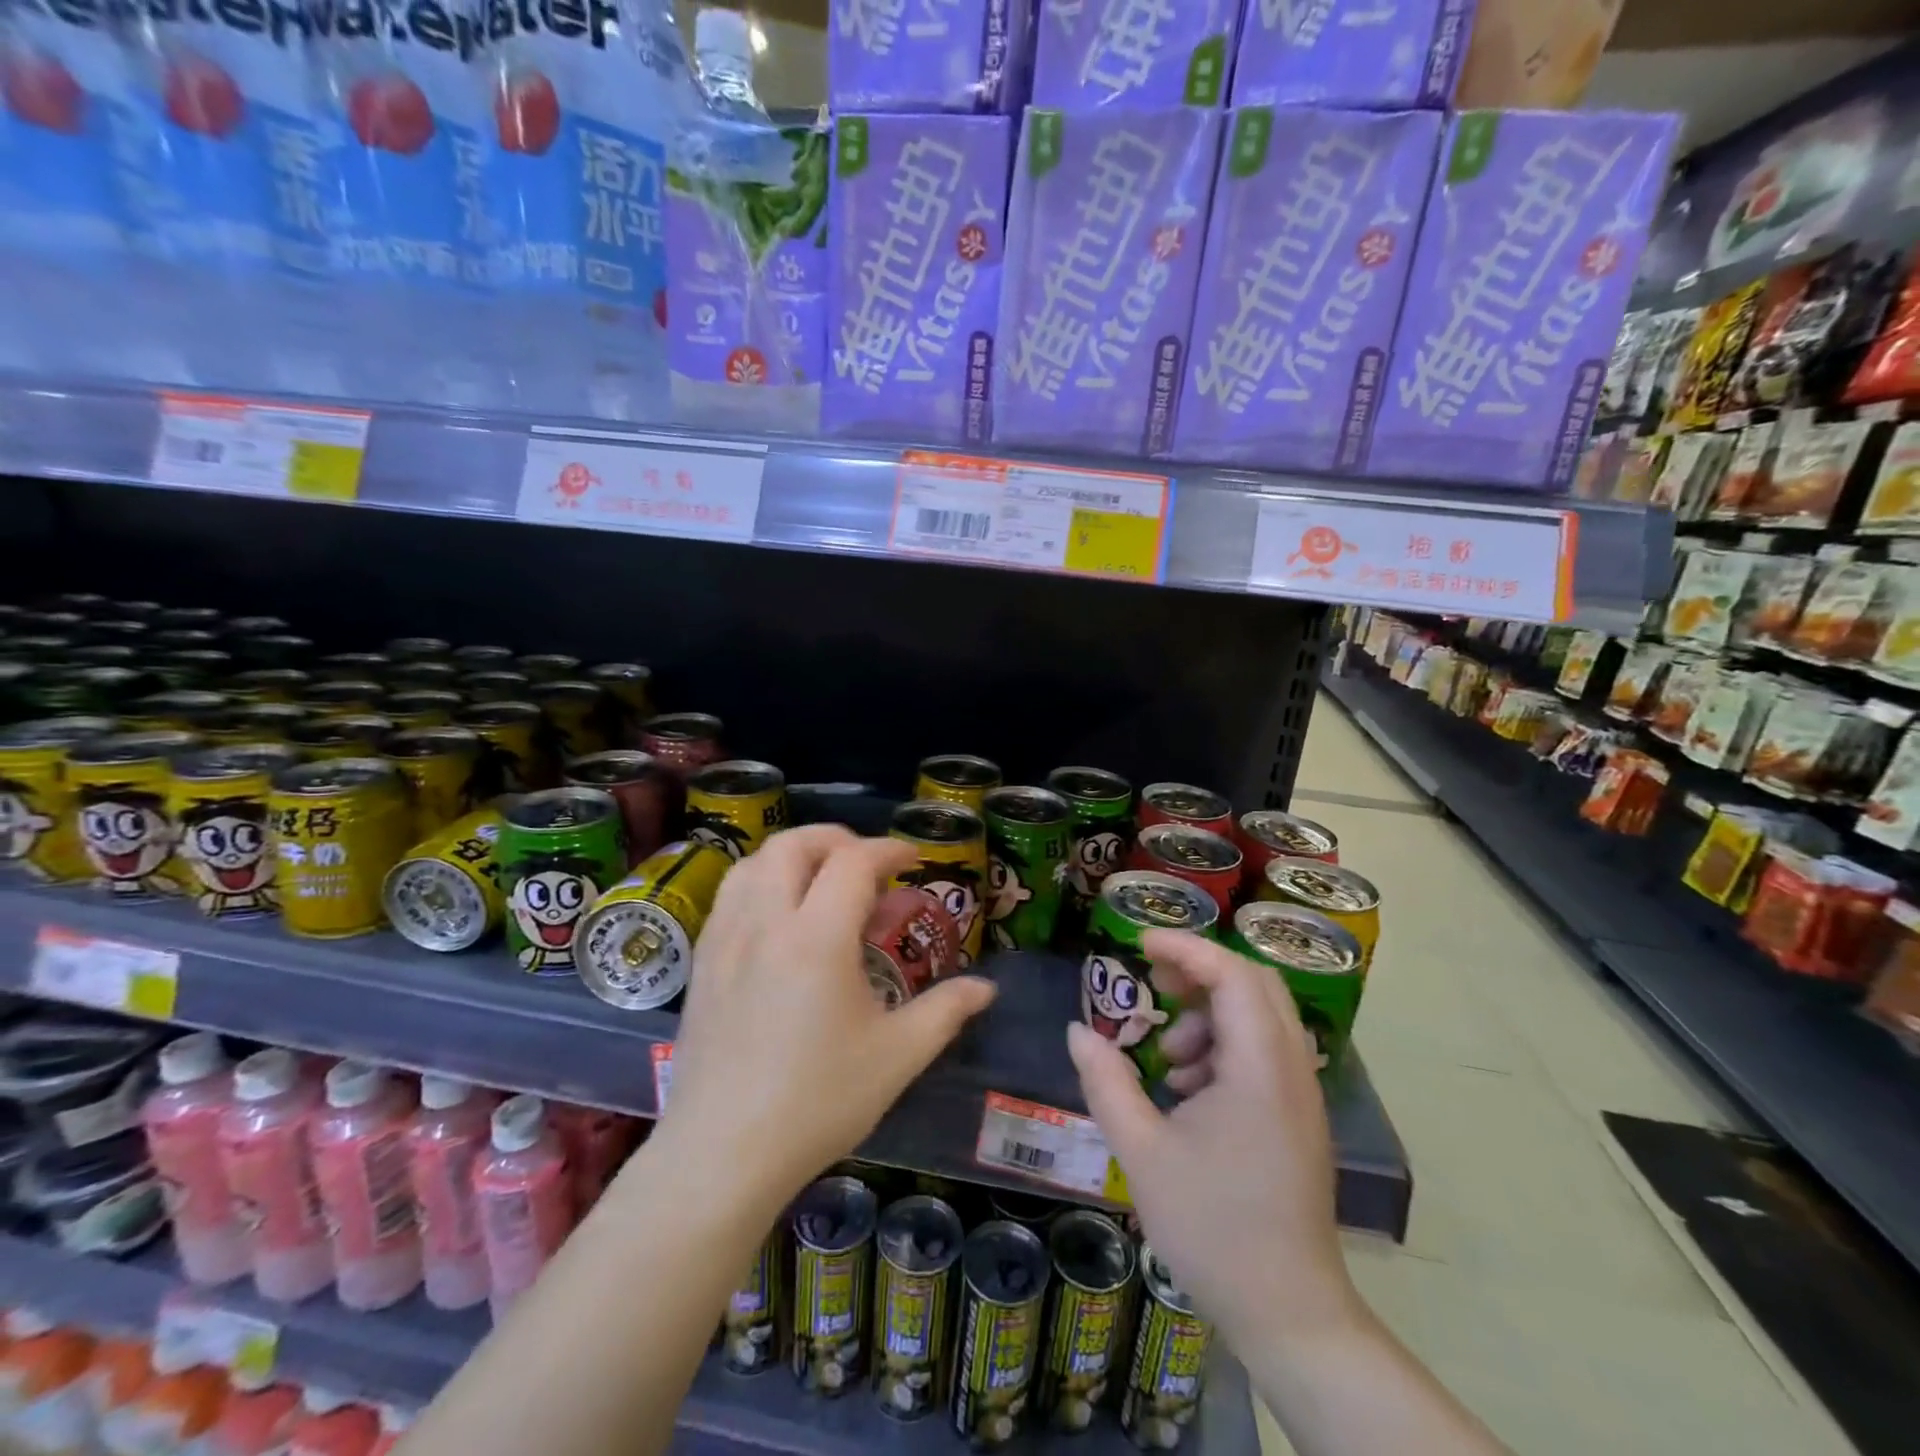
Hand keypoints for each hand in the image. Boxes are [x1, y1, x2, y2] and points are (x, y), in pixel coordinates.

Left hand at [662, 827, 996, 1210]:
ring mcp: (725, 939)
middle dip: (836, 839)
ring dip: (794, 856)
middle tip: (866, 864)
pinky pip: (729, 895)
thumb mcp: (896, 1057)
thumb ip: (945, 1011)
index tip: (912, 860)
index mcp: (817, 938)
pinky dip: (761, 881)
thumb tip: (987, 988)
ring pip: (754, 863)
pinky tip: (779, 918)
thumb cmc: (817, 1102)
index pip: (853, 862)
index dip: (888, 849)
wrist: (722, 1154)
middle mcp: (766, 923)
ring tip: (822, 882)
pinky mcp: (702, 962)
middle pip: (794, 844)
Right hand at [1066, 931, 1358, 1352]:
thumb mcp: (1141, 1151)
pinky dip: (1223, 1045)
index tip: (1139, 944)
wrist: (1288, 1312)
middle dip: (1199, 970)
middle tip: (1152, 978)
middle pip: (1253, 983)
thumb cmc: (1212, 1227)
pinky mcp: (1298, 1116)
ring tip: (1167, 1055)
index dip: (1185, 948)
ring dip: (1209, 1013)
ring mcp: (1301, 1093)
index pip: (1231, 975)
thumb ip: (1105, 1082)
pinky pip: (1263, 1050)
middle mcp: (1290, 1068)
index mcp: (1259, 1068)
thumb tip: (1077, 1031)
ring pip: (1260, 1015)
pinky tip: (1189, 1090)